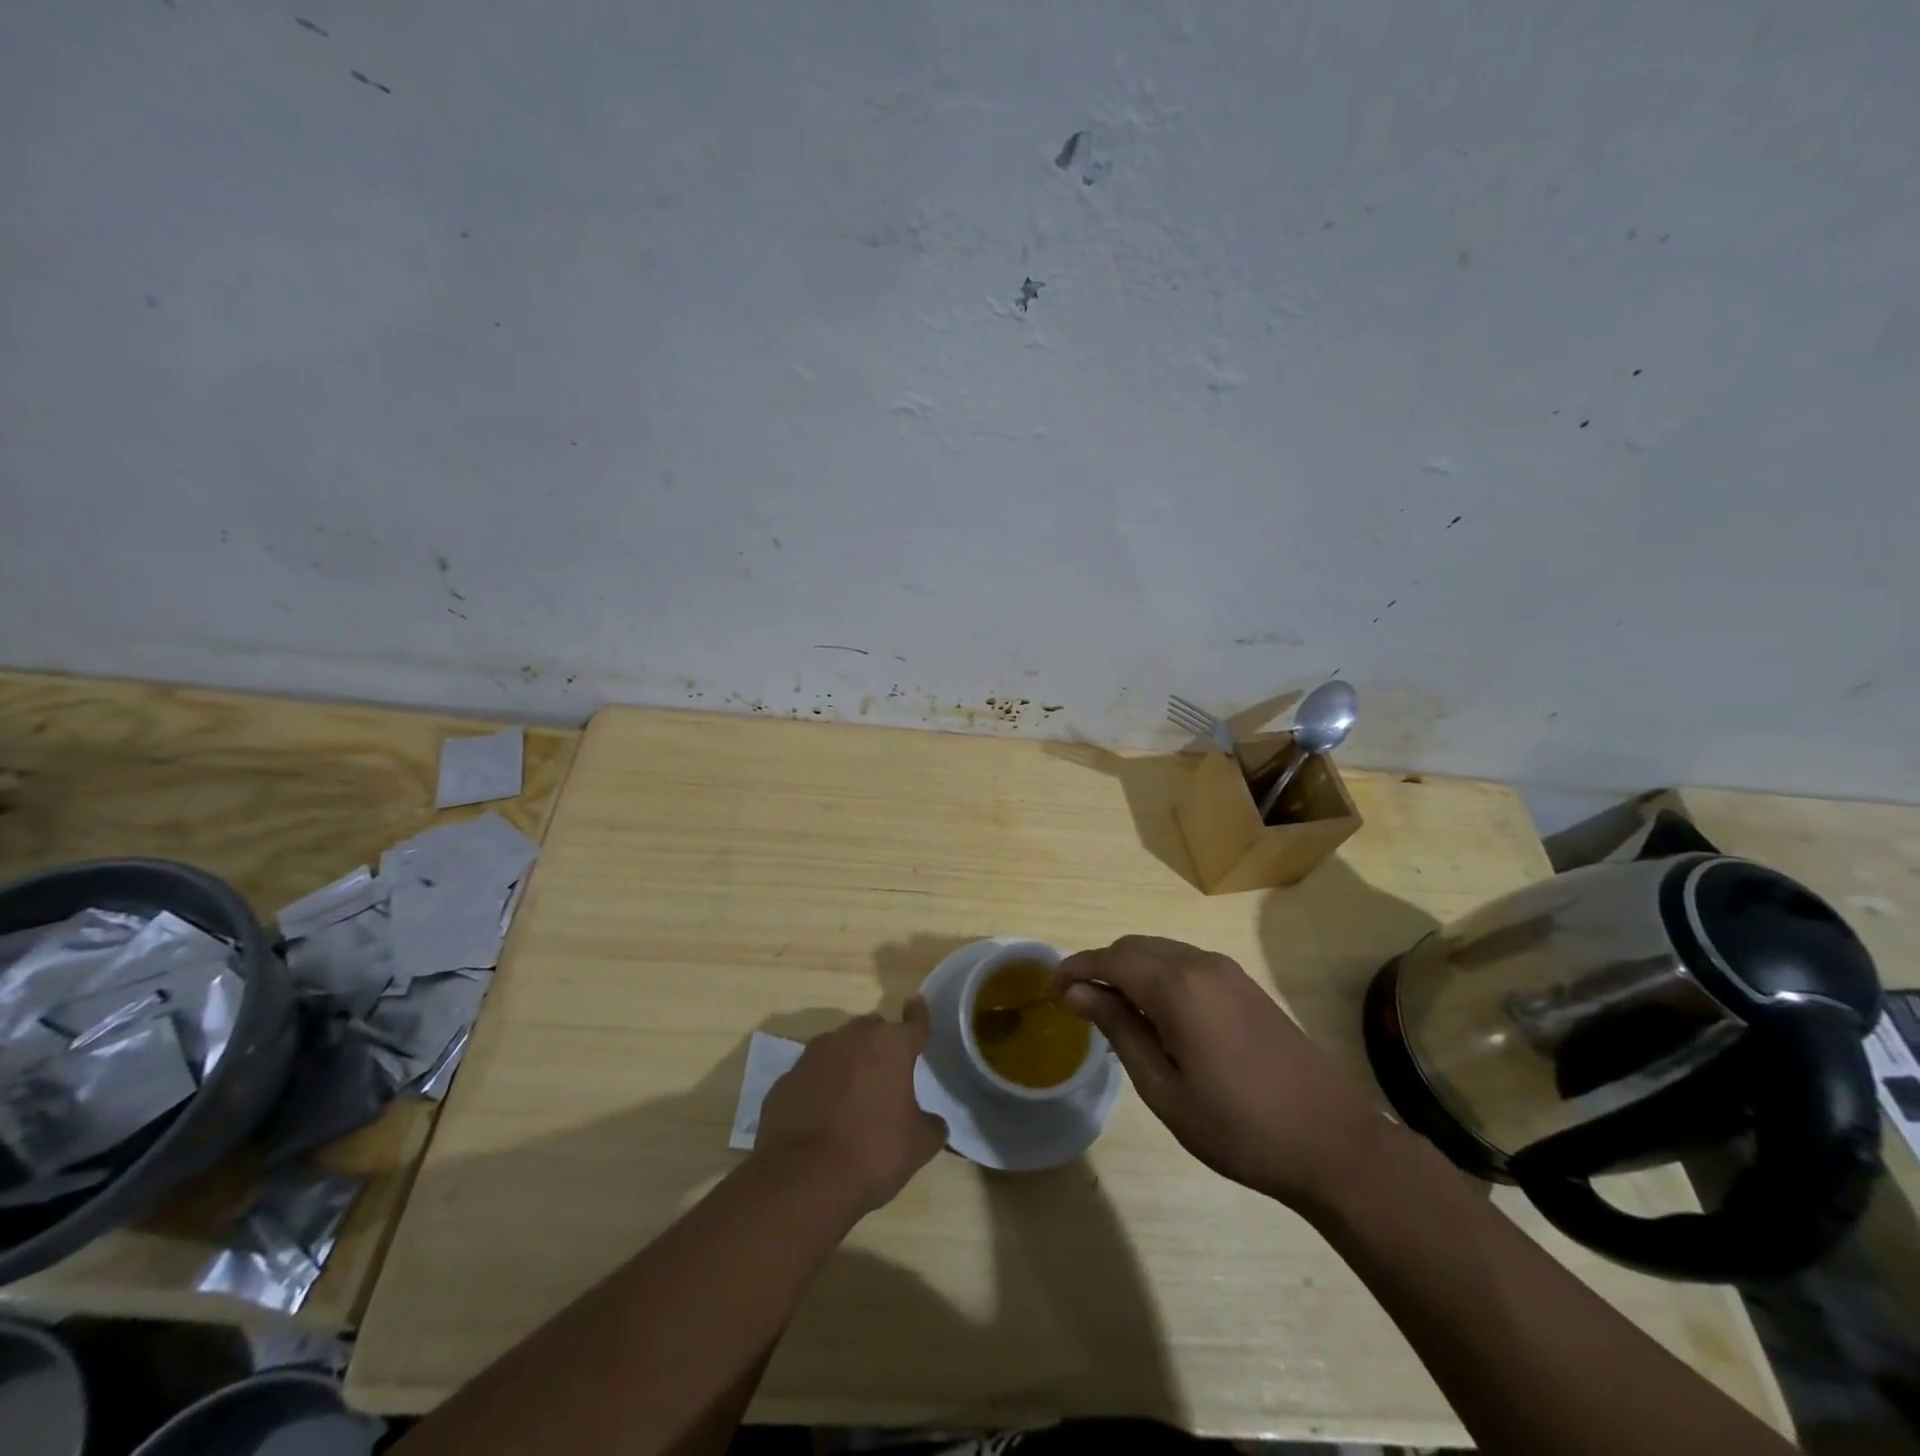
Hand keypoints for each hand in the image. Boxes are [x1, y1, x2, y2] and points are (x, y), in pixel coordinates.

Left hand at [752, 998, 948, 1216]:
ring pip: (838, 1048)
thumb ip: (930, 1126)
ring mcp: (812, 1056)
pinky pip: (811, 1076)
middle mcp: (851, 1038)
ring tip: (853, 1095)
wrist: (803, 1179)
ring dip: (848, 1063)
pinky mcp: (785, 1080)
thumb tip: (933, 1123)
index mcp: (890, 1045)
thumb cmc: (873, 1152)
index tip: (915, 1002)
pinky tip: (821, 1116)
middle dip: (880, 1044)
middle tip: (887, 1071)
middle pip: (872, 1030)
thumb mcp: (918, 1146)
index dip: (918, 1015)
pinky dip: (820, 1087)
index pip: (913, 1023)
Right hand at [1053, 936, 1389, 1212]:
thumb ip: (1119, 1029)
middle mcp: (1200, 964)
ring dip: (1129, 969)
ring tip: (1112, 1011)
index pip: (1111, 959)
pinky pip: (1185, 963)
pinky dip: (1157, 975)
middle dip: (1100, 967)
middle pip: (1134, 947)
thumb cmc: (1238, 1127)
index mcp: (1178, 986)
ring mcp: (1227, 971)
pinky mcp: (1244, 984)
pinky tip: (1156, 1013)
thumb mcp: (1164, 1088)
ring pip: (1160, 951)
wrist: (1333, 1143)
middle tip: (1078, 1004)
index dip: (1075, 969)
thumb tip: (1077, 992)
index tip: (1050, 990)